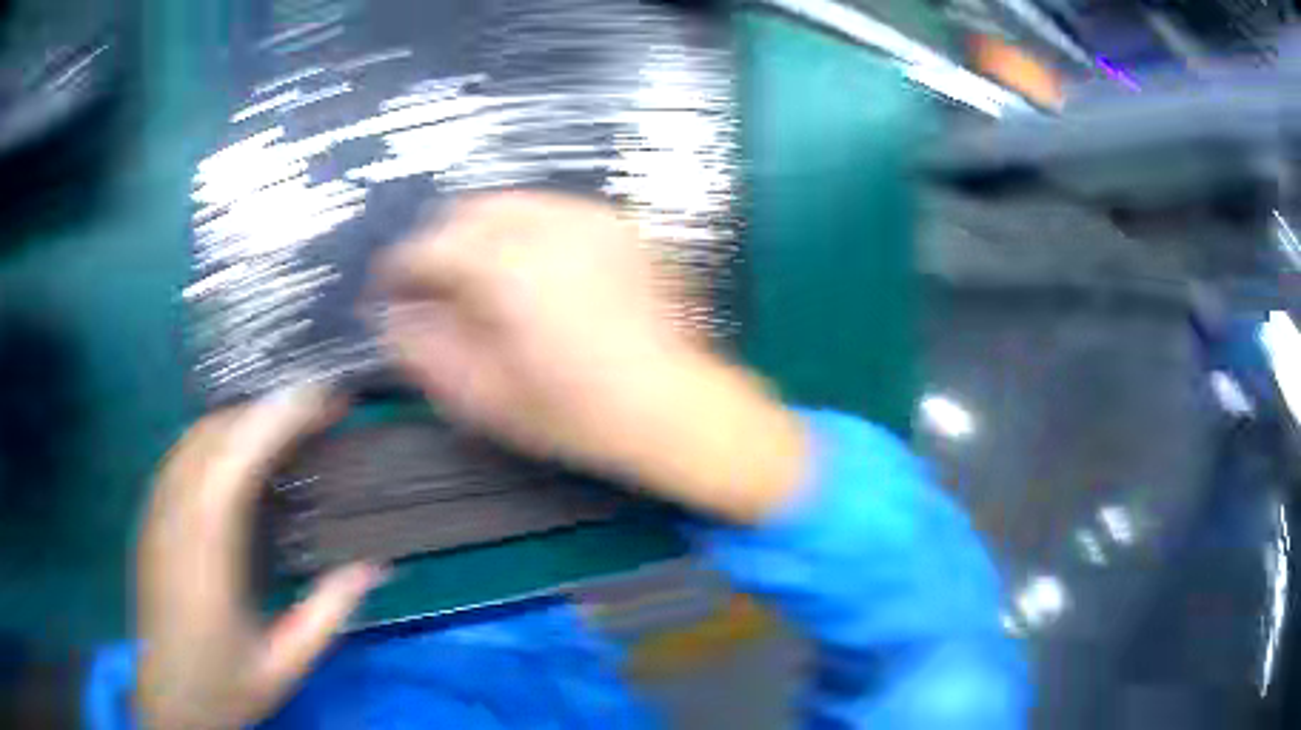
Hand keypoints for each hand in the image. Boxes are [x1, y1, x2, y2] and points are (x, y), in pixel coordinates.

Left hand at [136, 387, 384, 728]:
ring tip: (287, 425)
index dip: (280, 419)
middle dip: (269, 409)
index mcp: (206, 553)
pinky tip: (242, 454)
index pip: (237, 458)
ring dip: (244, 419)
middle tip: (319, 409)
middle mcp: (174, 516)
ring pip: (196, 437)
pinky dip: (218, 437)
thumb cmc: (224, 685)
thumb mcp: (286, 664)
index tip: (326, 401)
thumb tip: (375, 565)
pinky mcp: (151, 514)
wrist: (168, 698)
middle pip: (216, 434)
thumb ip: (328, 613)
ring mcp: (157, 510)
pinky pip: (183, 454)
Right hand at [375, 191, 806, 522]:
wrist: (672, 405)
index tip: (389, 288)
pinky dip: (524, 230)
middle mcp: (547, 225)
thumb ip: (426, 351)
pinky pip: (552, 211)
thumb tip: (393, 318)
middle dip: (440, 241)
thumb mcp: (485, 396)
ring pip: (511, 204)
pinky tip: (530, 269)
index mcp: (506, 267)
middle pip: (469, 211)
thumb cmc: (575, 412)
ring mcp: (589, 218)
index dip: (400, 268)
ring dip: (481, 232)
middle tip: (433, 282)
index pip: (430, 247)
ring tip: (478, 275)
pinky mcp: (618, 225)